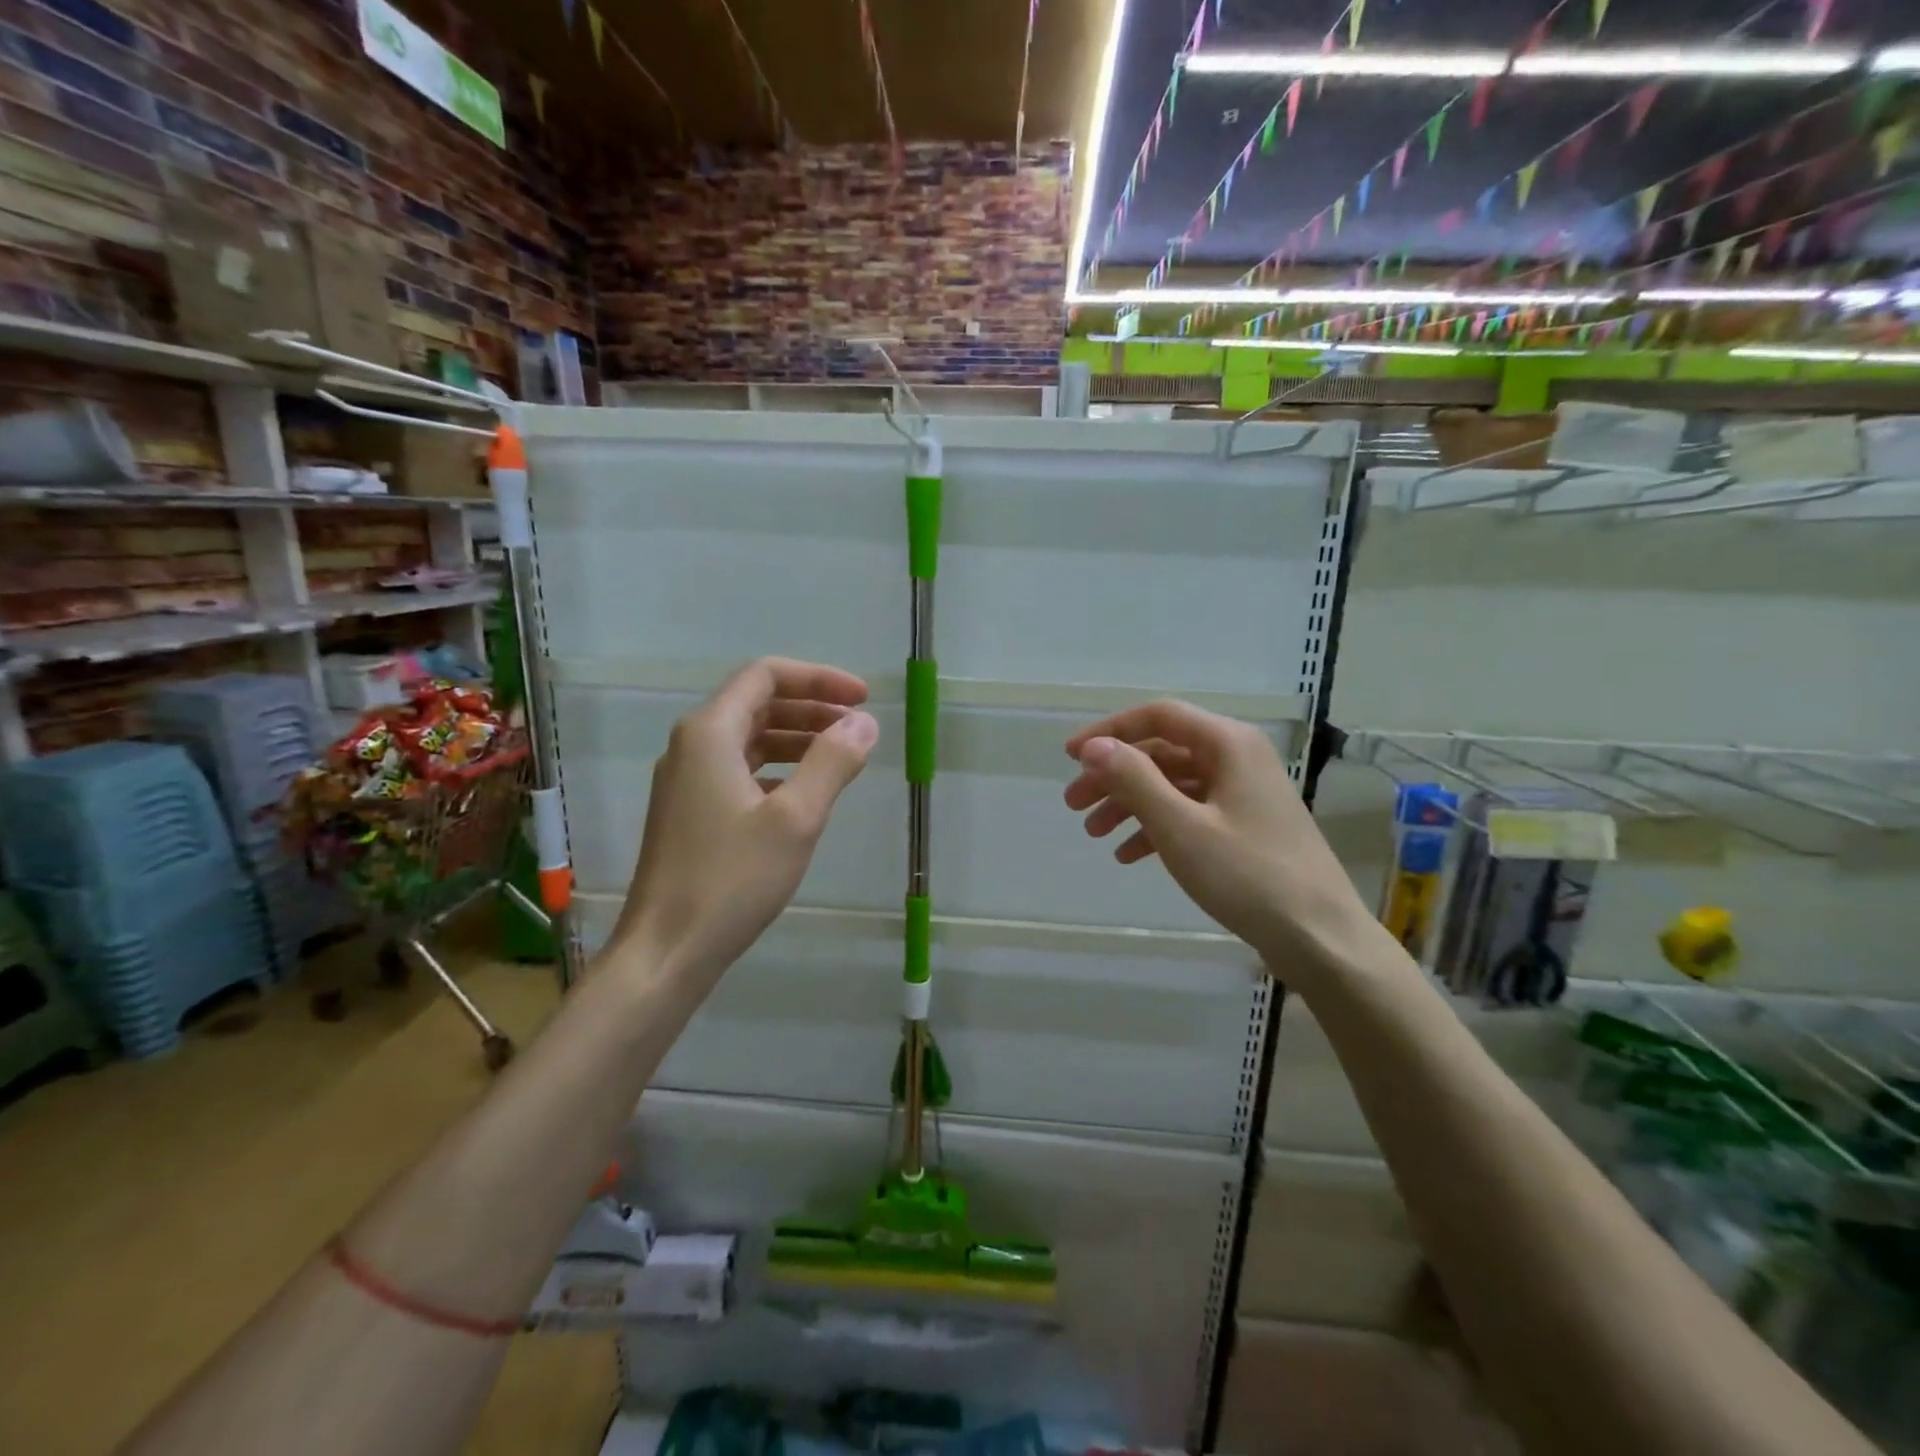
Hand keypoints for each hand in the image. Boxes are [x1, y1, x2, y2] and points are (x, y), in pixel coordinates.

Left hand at [614, 658, 877, 977]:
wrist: (665, 949)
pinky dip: (777, 768)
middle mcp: (691, 746)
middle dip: (811, 707)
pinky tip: (803, 792)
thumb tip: (864, 723)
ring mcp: (685, 780)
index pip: (766, 675)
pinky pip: (739, 769)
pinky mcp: (689, 811)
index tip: (862, 699)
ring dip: (796, 738)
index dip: (819, 678)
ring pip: (748, 738)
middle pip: (757, 703)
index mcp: (710, 733)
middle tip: (858, 727)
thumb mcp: (795, 818)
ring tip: (840, 756)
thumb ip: (832, 762)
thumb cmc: (731, 879)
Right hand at [1064, 701, 1371, 977]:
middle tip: (1073, 804)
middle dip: (1114, 775)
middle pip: (1162, 751)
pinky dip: (1156, 827)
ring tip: (1094, 833)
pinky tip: (1128, 854)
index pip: (1158, 716)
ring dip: (1130, 803)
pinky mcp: (1244, 826)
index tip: (1070, 756)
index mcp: (1228, 744)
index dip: (1110, 731)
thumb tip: (1094, 746)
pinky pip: (1190, 812)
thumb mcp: (1180, 826)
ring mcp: (1242, 794)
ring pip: (1172, 784)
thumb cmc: (1247, 875)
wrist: (1319, 937)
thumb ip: (1134, 779)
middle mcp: (1236, 758)